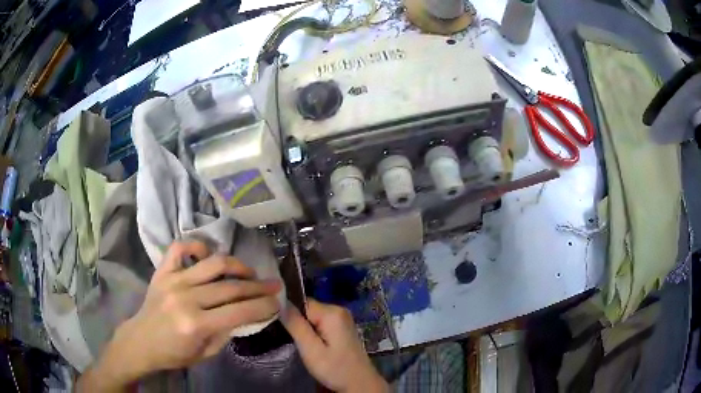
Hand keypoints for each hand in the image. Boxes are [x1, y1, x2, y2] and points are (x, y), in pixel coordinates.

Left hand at [78, 241, 281, 390]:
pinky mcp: (162, 270)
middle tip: (274, 285)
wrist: (141, 341)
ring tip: (249, 272)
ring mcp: (173, 280)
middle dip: (258, 287)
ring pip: (213, 264)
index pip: (239, 312)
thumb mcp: (206, 353)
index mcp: (196, 324)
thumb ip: (226, 332)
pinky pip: (180, 248)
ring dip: (236, 266)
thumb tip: (246, 313)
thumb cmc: (174, 353)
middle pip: (230, 287)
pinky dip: (197, 246)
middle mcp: (186, 298)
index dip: (263, 306)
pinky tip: (207, 254)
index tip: (278, 302)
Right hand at [282, 299, 387, 392]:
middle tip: (297, 341)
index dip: (290, 315)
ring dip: (305, 329)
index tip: (285, 330)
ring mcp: (343, 318)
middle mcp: (339, 310)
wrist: (360, 383)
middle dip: (298, 323)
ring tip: (305, 345)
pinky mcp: (342, 327)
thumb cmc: (335, 368)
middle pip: (307, 309)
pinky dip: (314, 332)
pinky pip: (321, 323)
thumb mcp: (310, 349)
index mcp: (332, 312)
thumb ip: (295, 325)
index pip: (301, 302)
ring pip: (313, 317)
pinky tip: (314, 345)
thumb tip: (280, 302)